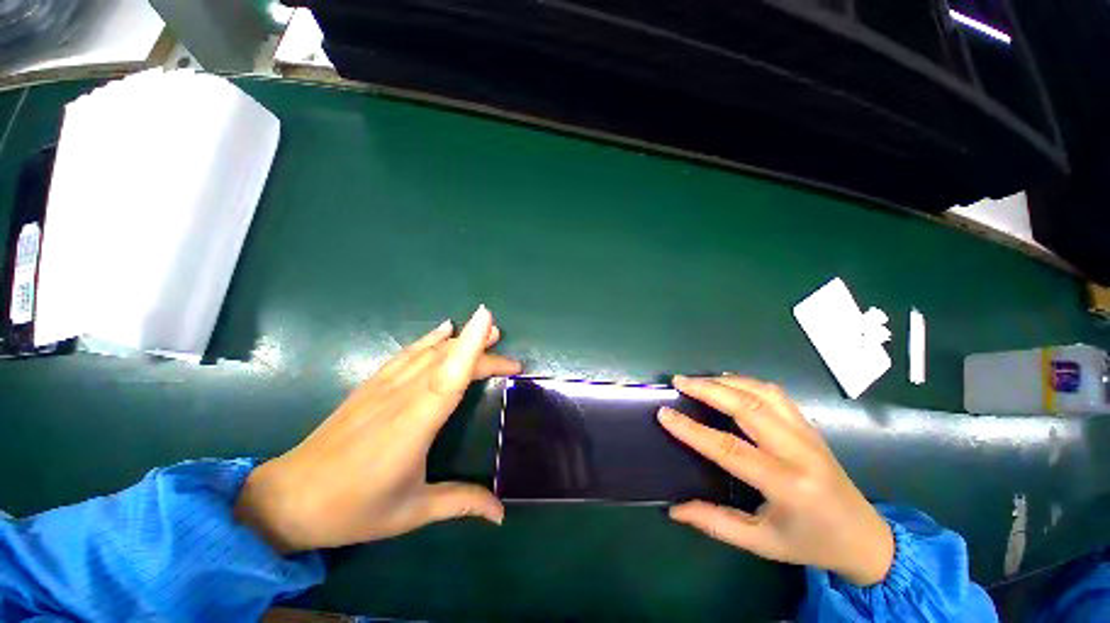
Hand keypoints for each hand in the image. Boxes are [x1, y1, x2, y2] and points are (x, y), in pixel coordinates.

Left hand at [235, 305, 521, 553]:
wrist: (288, 499)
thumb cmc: (354, 509)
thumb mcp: (412, 512)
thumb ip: (460, 503)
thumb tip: (501, 514)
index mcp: (414, 425)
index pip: (450, 376)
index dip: (470, 346)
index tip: (488, 319)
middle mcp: (401, 397)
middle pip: (448, 361)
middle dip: (481, 351)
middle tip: (511, 360)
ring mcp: (383, 386)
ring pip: (429, 352)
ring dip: (460, 339)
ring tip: (487, 333)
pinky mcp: (371, 385)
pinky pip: (406, 353)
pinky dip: (429, 338)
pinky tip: (443, 329)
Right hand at [658, 375, 893, 585]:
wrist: (864, 536)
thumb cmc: (810, 542)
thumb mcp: (761, 543)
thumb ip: (715, 523)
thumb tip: (674, 509)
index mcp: (787, 485)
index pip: (730, 449)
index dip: (692, 430)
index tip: (665, 414)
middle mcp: (799, 452)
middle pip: (748, 408)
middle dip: (708, 390)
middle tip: (679, 382)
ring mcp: (808, 433)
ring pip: (762, 393)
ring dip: (726, 382)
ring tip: (697, 380)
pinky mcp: (809, 425)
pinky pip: (775, 394)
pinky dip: (746, 382)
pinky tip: (728, 383)